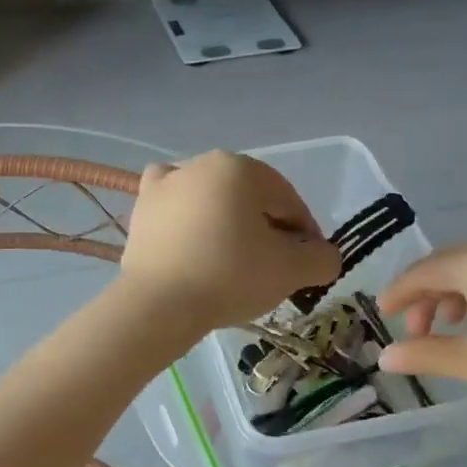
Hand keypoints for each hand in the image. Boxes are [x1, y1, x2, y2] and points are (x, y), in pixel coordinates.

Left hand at [120, 152, 340, 330]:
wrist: (158, 302)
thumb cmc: (229, 277)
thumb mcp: (291, 270)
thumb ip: (321, 258)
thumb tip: (323, 255)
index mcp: (242, 168)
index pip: (289, 202)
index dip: (305, 236)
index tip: (307, 268)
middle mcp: (203, 163)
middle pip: (251, 199)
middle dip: (266, 229)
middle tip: (271, 269)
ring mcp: (168, 182)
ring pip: (213, 199)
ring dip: (228, 222)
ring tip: (231, 261)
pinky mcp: (143, 206)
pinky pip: (175, 202)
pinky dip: (187, 213)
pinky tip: (192, 235)